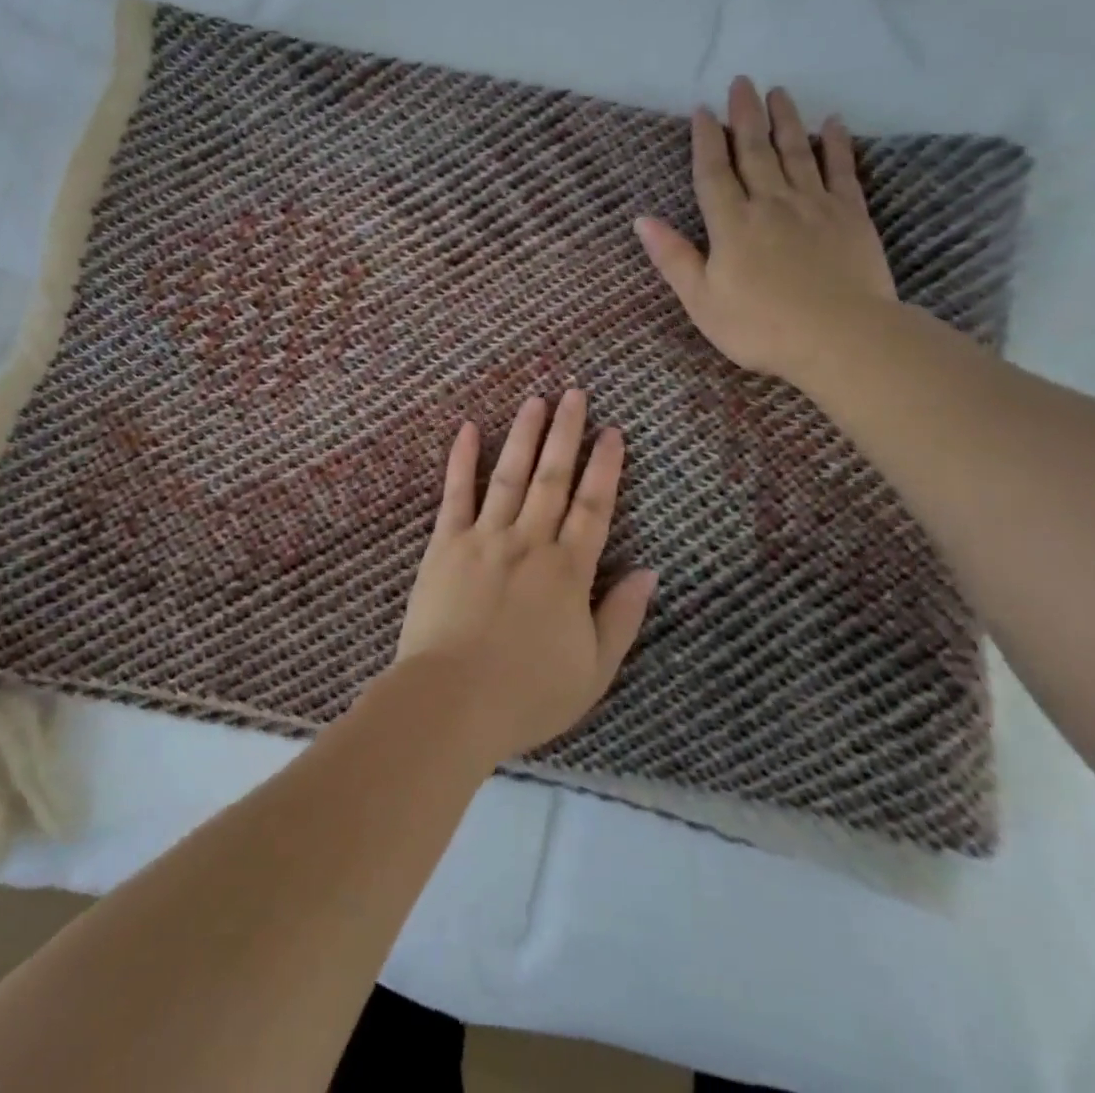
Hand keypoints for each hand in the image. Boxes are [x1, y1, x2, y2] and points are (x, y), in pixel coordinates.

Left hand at [394, 391, 657, 763]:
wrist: (452, 701)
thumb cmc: (527, 694)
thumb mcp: (594, 670)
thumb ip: (622, 617)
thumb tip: (649, 571)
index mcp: (568, 571)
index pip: (594, 507)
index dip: (605, 467)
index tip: (612, 431)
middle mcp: (529, 542)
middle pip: (553, 478)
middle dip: (567, 433)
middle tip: (575, 393)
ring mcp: (484, 538)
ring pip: (510, 475)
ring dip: (525, 435)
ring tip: (535, 400)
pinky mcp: (445, 544)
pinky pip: (456, 494)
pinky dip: (462, 459)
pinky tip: (470, 428)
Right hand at [634, 76, 897, 381]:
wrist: (841, 338)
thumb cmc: (760, 327)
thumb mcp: (702, 301)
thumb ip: (674, 258)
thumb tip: (642, 220)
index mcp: (732, 225)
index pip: (714, 173)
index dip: (706, 141)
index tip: (703, 110)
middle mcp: (771, 203)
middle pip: (755, 151)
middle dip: (746, 116)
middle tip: (742, 82)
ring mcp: (814, 206)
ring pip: (796, 152)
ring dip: (785, 120)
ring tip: (778, 92)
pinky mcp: (851, 215)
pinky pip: (841, 170)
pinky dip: (835, 145)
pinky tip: (831, 124)